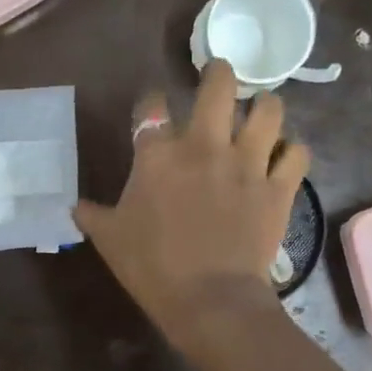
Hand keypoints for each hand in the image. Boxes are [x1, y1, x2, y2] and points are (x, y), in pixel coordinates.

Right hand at [75, 59, 309, 347]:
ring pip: (268, 110)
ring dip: (264, 105)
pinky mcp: (278, 187)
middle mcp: (205, 146)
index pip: (151, 106)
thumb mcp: (109, 239)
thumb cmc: (152, 267)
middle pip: (218, 86)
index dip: (151, 100)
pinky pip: (297, 153)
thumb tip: (75, 206)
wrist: (209, 299)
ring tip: (259, 111)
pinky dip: (292, 150)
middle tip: (218, 74)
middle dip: (218, 72)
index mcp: (159, 155)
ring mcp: (247, 163)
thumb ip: (92, 215)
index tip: (153, 106)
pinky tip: (284, 155)